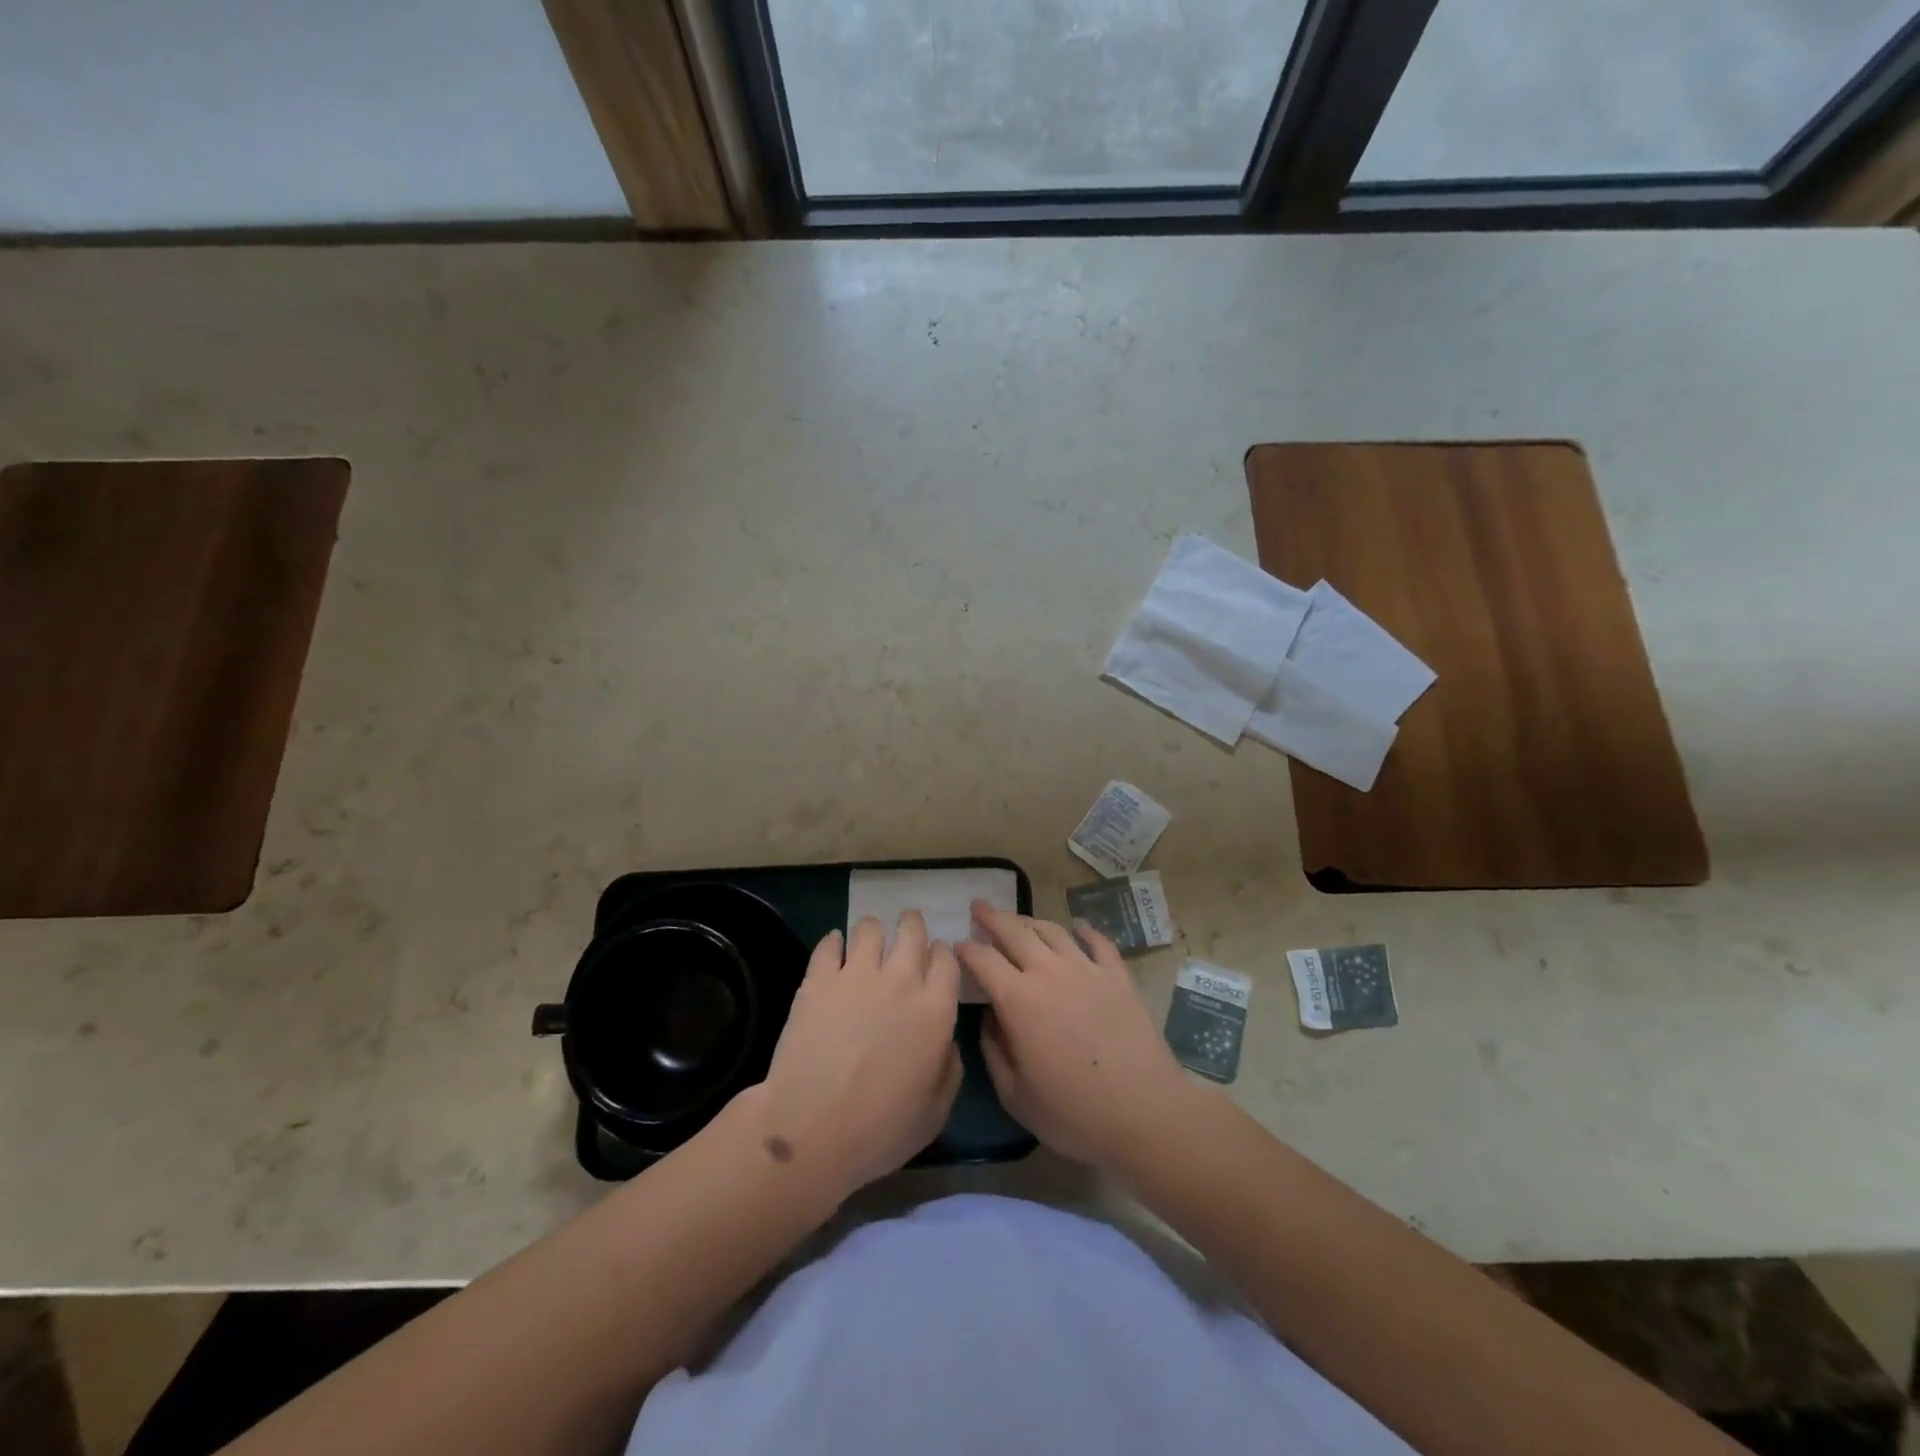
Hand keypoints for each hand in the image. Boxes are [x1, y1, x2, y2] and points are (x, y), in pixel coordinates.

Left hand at [750, 911, 962, 1199]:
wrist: (812, 1129)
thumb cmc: (880, 1130)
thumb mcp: (935, 1112)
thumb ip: (949, 1069)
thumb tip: (947, 1042)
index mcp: (935, 1009)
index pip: (946, 959)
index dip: (942, 954)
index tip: (936, 957)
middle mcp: (901, 981)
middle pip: (912, 931)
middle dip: (912, 925)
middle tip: (906, 929)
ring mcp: (857, 975)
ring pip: (870, 928)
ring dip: (873, 930)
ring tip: (868, 939)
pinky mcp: (818, 979)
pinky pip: (829, 944)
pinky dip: (834, 942)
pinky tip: (834, 948)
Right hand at [957, 902, 1202, 1171]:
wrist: (1144, 1113)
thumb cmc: (1074, 1113)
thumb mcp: (1016, 1096)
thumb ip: (994, 1052)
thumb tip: (990, 1019)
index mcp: (1018, 999)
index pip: (983, 959)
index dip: (966, 950)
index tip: (957, 947)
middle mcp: (1049, 972)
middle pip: (1015, 931)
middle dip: (992, 917)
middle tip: (979, 906)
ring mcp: (1087, 970)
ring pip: (1053, 931)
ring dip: (1031, 921)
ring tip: (1020, 920)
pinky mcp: (1118, 977)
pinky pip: (1098, 943)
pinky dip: (1085, 930)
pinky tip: (1078, 926)